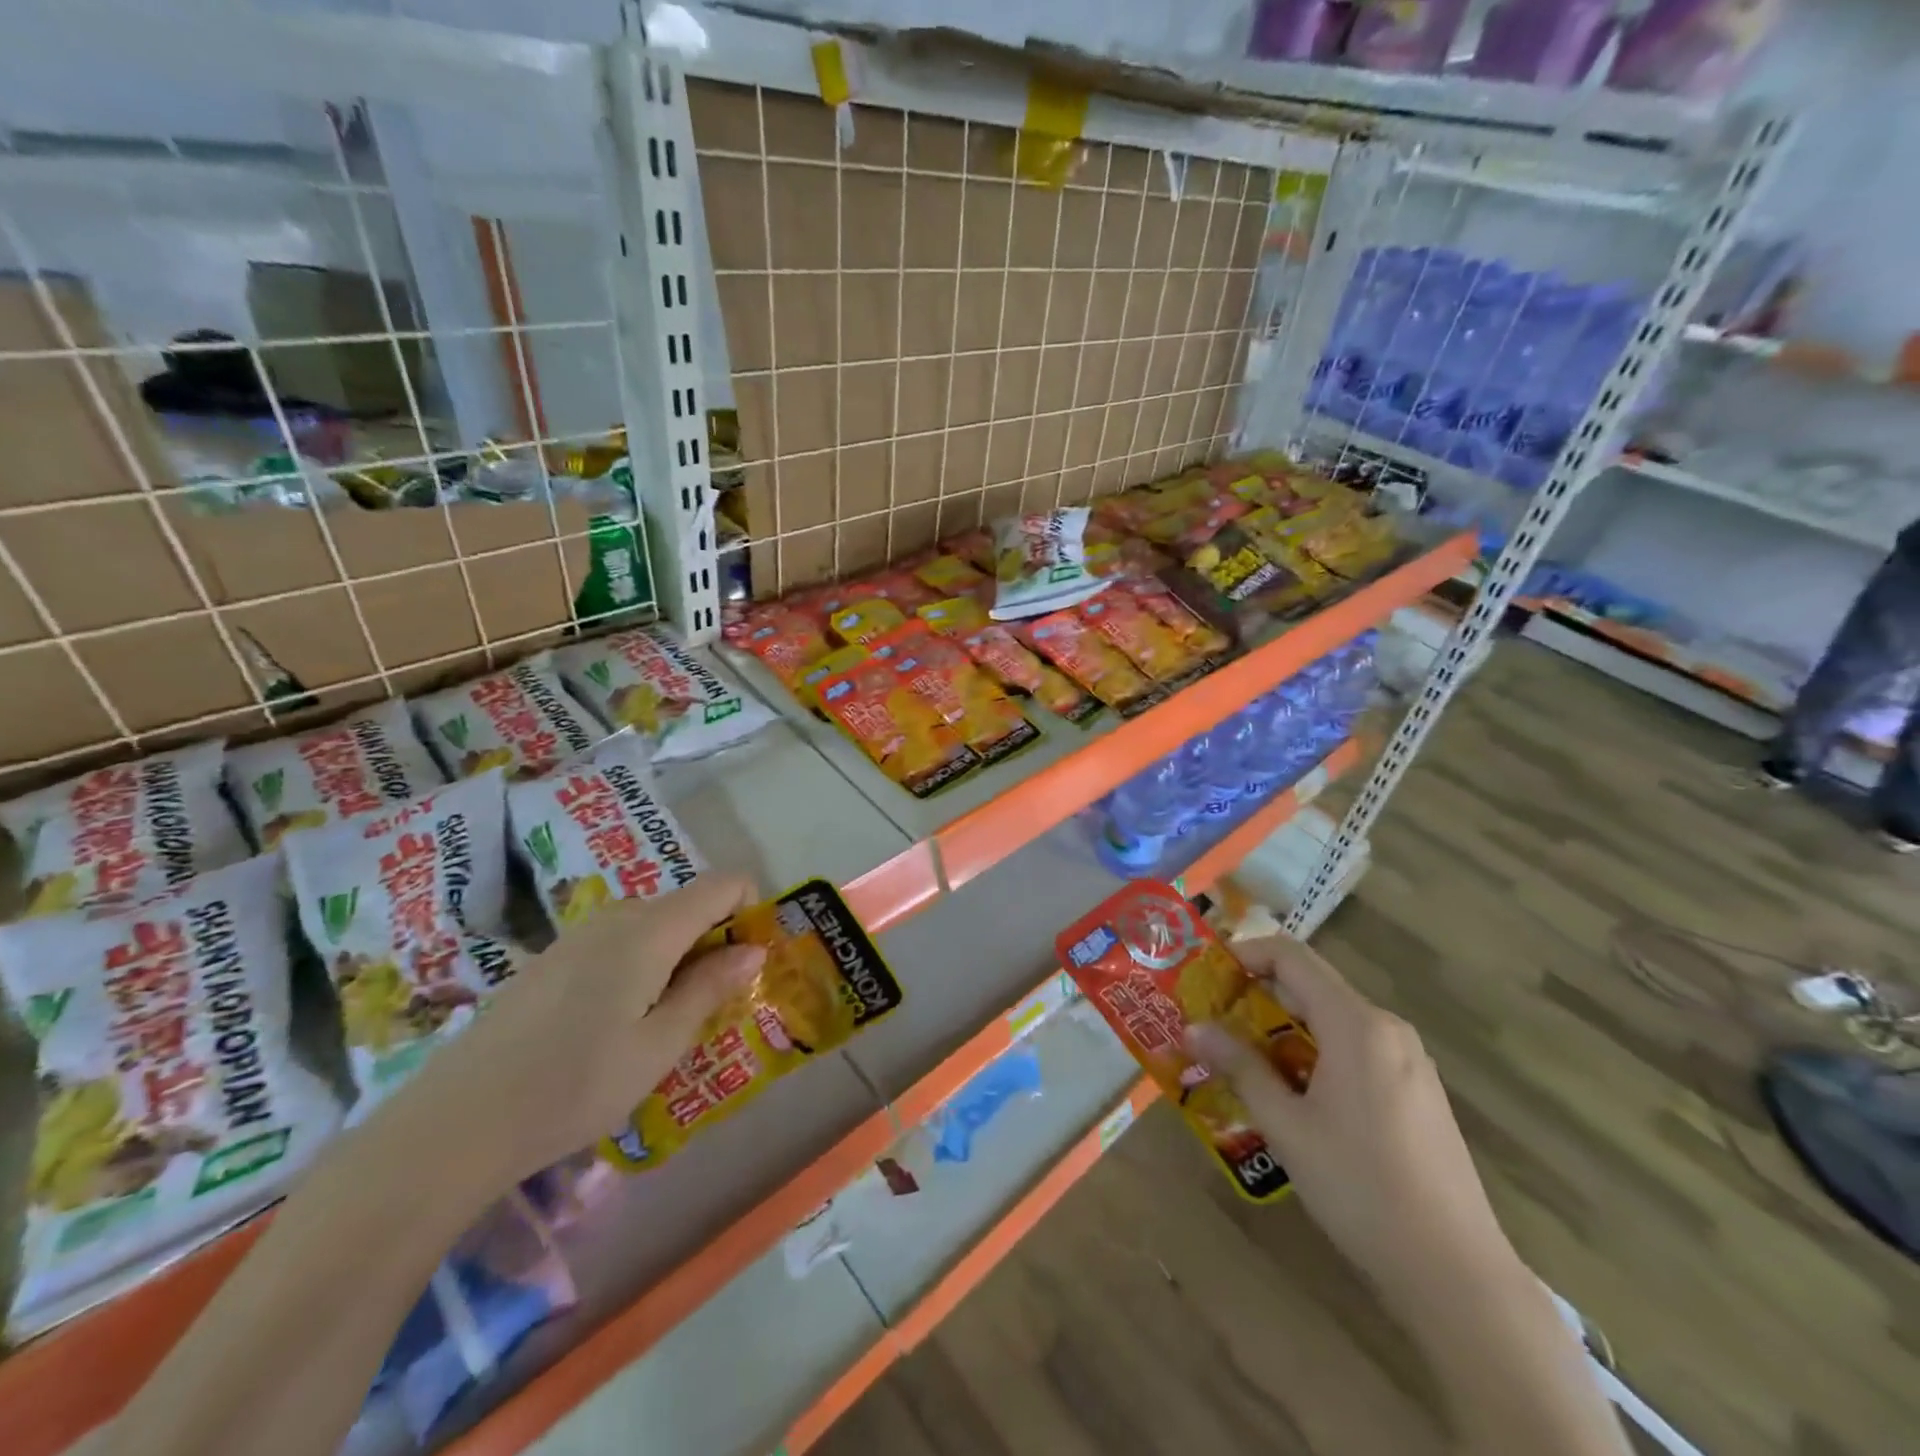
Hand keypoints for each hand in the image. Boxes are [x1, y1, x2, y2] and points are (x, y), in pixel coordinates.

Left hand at [376, 875, 766, 1188]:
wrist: (455, 1123)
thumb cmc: (575, 1085)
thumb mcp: (659, 1045)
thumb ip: (710, 988)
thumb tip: (754, 949)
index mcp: (651, 929)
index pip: (723, 884)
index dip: (750, 909)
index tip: (750, 963)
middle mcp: (618, 915)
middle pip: (688, 903)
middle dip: (714, 940)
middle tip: (710, 1006)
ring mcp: (579, 934)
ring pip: (653, 924)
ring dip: (677, 956)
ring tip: (663, 1022)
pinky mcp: (552, 957)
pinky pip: (618, 941)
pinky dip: (641, 965)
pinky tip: (614, 1024)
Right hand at [1188, 934, 1514, 1302]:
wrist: (1456, 1274)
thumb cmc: (1360, 1187)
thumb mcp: (1286, 1126)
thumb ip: (1239, 1067)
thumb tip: (1193, 1028)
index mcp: (1356, 1024)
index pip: (1291, 957)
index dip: (1244, 954)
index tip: (1207, 976)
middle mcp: (1387, 1028)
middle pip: (1312, 986)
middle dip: (1258, 996)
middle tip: (1214, 1022)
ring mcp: (1409, 1061)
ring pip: (1333, 1020)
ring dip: (1285, 1029)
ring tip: (1245, 1061)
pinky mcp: (1419, 1092)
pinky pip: (1356, 1049)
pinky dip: (1317, 1053)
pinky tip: (1296, 1096)